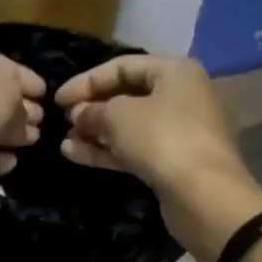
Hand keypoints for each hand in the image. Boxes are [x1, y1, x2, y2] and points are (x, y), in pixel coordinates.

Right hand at [57, 54, 261, 260]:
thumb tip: (80, 114)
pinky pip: (136, 149)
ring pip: (130, 126)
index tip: (58, 99)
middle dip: (92, 108)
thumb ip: (93, 110)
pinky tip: (75, 155)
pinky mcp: (174, 161)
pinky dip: (108, 151)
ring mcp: (180, 131)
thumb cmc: (162, 139)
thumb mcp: (118, 116)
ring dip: (95, 132)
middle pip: (127, 95)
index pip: (122, 66)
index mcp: (175, 71)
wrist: (204, 195)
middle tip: (63, 120)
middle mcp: (181, 95)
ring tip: (65, 142)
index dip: (87, 80)